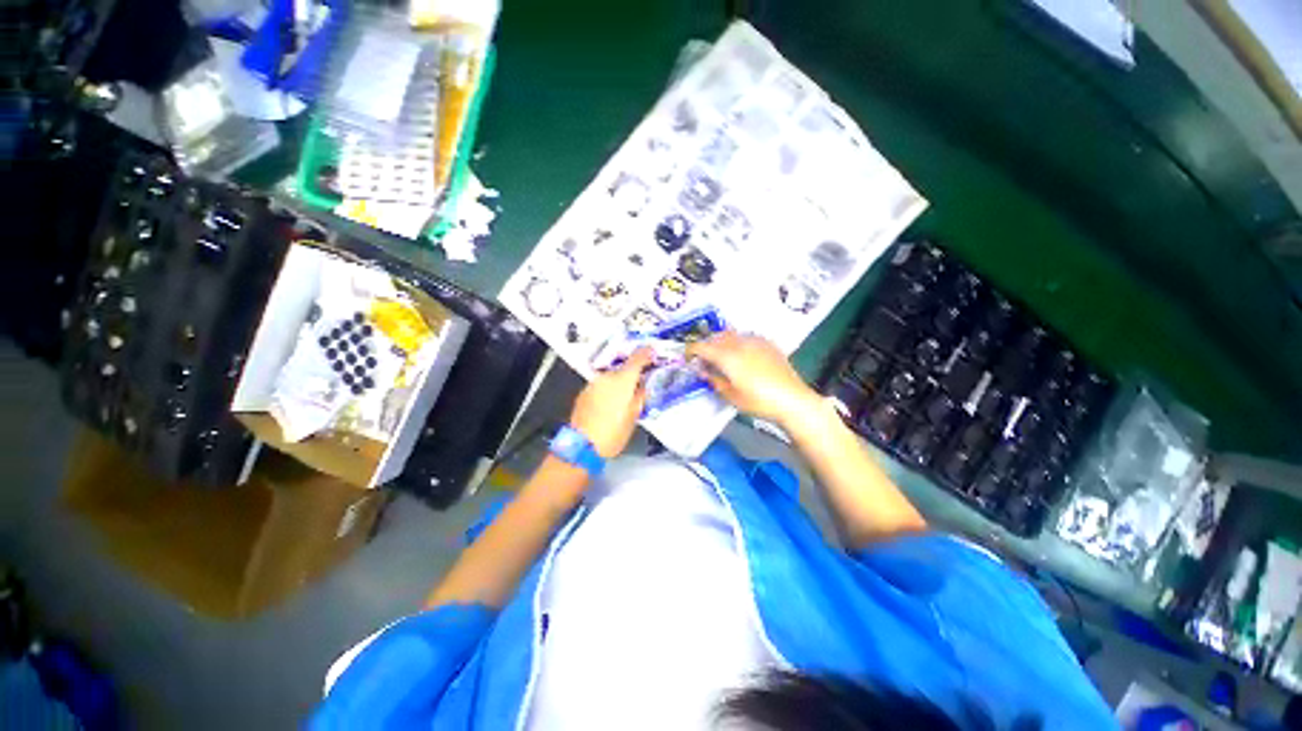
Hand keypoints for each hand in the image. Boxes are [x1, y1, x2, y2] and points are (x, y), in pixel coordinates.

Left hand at [570, 348, 652, 457]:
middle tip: (640, 385)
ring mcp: (593, 383)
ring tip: (624, 399)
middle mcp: (607, 377)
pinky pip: (601, 385)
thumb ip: (640, 396)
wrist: (582, 445)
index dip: (646, 353)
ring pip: (611, 377)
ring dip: (619, 383)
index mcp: (623, 380)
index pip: (637, 358)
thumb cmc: (612, 433)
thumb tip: (643, 386)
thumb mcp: (634, 416)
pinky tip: (610, 404)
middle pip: (623, 369)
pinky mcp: (584, 392)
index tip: (652, 351)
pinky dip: (607, 390)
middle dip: (632, 375)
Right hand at [686, 332, 820, 427]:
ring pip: (731, 335)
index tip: (688, 358)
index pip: (701, 346)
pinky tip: (742, 355)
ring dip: (722, 342)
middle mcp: (739, 343)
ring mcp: (755, 341)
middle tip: (704, 360)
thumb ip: (714, 380)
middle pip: (715, 337)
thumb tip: (703, 371)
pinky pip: (746, 337)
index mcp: (727, 356)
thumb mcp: (731, 395)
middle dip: (706, 346)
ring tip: (723, 357)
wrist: (792, 399)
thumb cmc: (758, 401)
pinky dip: (738, 342)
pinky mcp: (768, 343)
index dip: (691, 351)